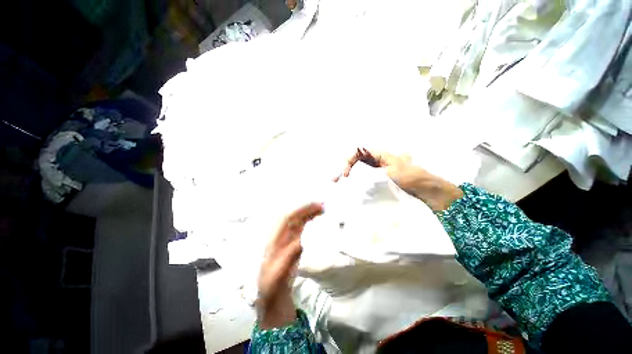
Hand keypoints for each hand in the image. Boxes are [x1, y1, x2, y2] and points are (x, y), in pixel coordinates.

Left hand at [256, 203, 323, 328]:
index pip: (287, 218)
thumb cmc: (272, 284)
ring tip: (322, 209)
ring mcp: (289, 239)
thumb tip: (302, 240)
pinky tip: (317, 220)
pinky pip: (303, 229)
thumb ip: (288, 256)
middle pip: (294, 217)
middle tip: (322, 205)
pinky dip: (310, 222)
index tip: (314, 206)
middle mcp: (281, 236)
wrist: (273, 294)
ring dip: (309, 214)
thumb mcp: (278, 272)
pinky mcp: (295, 244)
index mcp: (275, 239)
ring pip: (299, 221)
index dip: (300, 211)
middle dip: (307, 209)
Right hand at [334, 148, 462, 211]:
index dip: (347, 160)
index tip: (345, 175)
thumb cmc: (412, 178)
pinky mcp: (375, 181)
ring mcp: (374, 170)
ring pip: (355, 169)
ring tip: (337, 185)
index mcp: (378, 154)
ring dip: (345, 175)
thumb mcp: (391, 172)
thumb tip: (351, 175)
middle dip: (342, 168)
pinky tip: (349, 189)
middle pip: (353, 159)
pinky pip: (361, 178)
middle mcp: (374, 160)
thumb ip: (370, 172)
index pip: (356, 151)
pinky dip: (353, 182)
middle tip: (334, 181)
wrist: (428, 191)